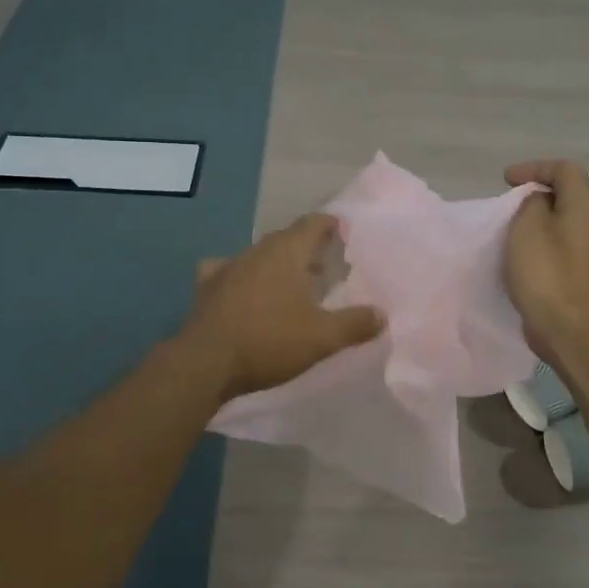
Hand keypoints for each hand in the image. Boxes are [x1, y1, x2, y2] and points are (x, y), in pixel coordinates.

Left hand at [180, 213, 384, 401]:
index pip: (312, 224)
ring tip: (292, 280)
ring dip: (277, 263)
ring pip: (259, 255)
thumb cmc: (269, 341)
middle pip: (286, 238)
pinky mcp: (208, 288)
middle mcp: (256, 251)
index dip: (329, 224)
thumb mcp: (322, 337)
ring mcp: (228, 267)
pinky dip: (243, 276)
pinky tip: (242, 288)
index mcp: (286, 252)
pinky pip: (230, 271)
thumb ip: (355, 324)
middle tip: (325, 261)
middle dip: (306, 246)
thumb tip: (382, 315)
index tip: (342, 230)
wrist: (206, 363)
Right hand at [503, 159, 588, 362]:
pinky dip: (536, 242)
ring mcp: (585, 250)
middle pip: (565, 193)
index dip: (535, 167)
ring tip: (508, 228)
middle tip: (507, 203)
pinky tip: (518, 255)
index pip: (565, 168)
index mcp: (582, 206)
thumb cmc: (546, 272)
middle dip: (534, 192)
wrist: (568, 328)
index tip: (506, 180)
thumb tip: (538, 200)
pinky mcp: (576, 272)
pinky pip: (555, 244)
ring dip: (534, 219)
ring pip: (559, 221)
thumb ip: (532, 202)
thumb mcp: (529, 226)